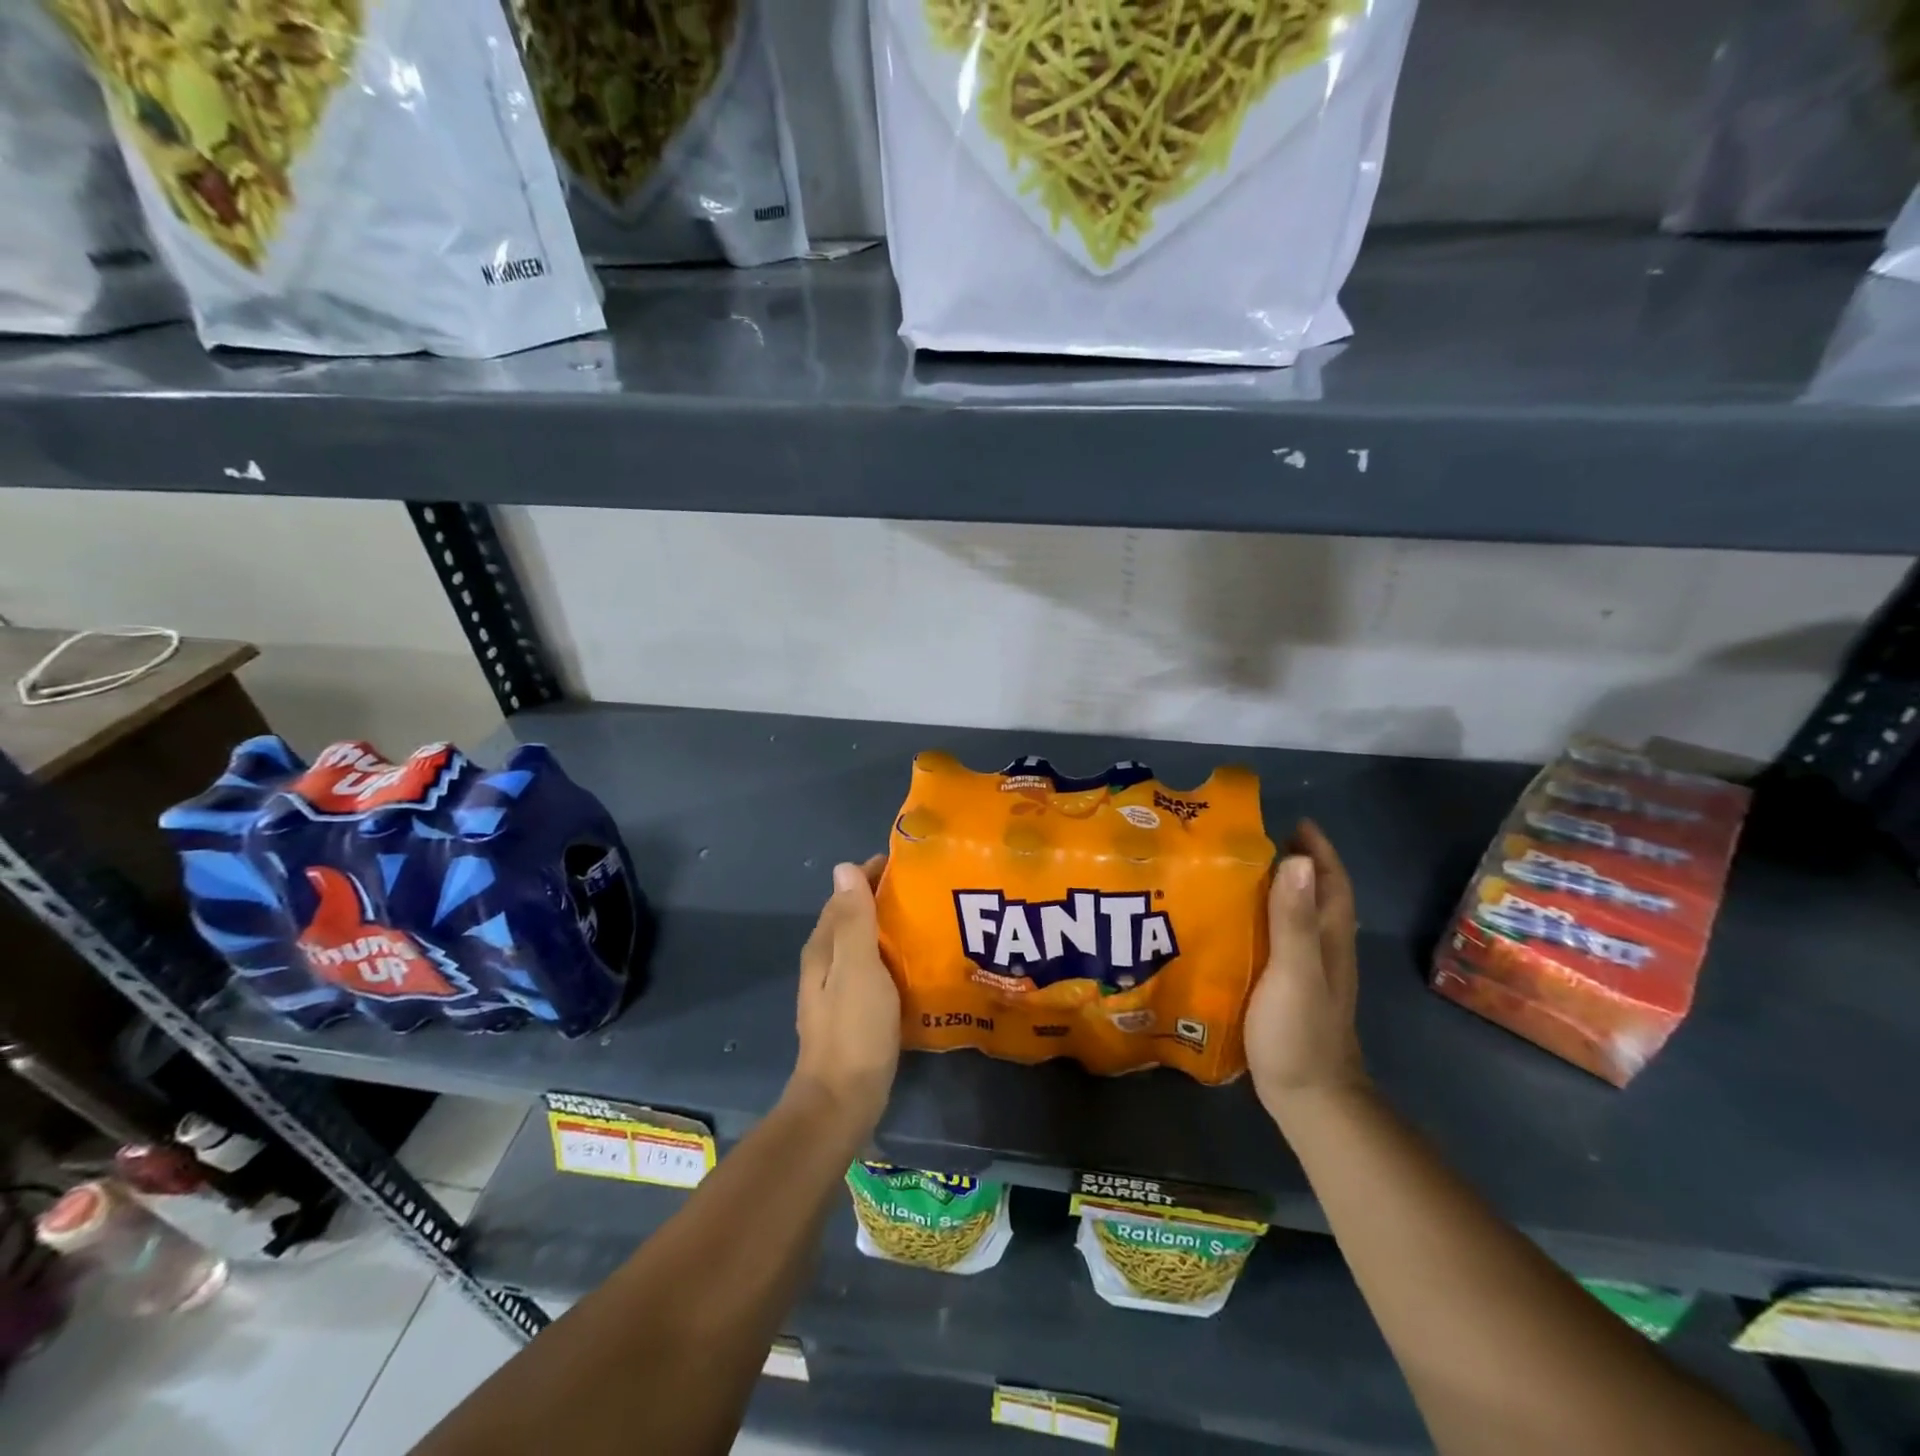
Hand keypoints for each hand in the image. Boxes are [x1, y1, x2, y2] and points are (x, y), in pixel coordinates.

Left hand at [790, 855, 899, 1138]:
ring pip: (864, 943)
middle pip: (853, 917)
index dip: (870, 875)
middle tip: (927, 889)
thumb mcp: (858, 968)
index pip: (845, 895)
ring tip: (928, 919)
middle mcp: (826, 961)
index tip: (908, 864)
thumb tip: (843, 866)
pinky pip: (874, 968)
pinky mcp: (855, 1009)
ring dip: (889, 927)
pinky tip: (917, 961)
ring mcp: (838, 988)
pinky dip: (892, 955)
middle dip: (883, 898)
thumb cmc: (854, 1029)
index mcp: (823, 946)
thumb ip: (854, 919)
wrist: (843, 1099)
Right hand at [1245, 820, 1369, 1125]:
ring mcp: (1309, 973)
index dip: (1318, 850)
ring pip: (1297, 917)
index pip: (1331, 882)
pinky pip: (1279, 940)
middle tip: (1252, 843)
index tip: (1293, 822)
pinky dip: (1263, 920)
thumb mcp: (1294, 971)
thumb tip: (1297, 859)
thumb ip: (1294, 919)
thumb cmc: (1300, 1032)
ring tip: (1236, 874)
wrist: (1309, 1099)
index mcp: (1330, 940)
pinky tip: (1233, 924)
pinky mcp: (1289, 990)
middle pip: (1315, 896)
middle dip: (1295, 864)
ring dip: (1278, 891)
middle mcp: (1325, 950)